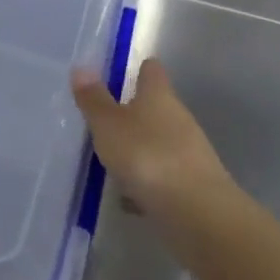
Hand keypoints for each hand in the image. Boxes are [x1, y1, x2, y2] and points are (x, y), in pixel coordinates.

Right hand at [72, 58, 239, 257]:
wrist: (197, 213)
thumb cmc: (147, 156)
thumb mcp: (109, 125)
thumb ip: (94, 99)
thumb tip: (82, 66)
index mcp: (159, 97)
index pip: (152, 72)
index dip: (140, 68)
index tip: (125, 70)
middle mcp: (178, 119)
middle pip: (156, 107)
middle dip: (133, 111)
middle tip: (103, 117)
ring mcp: (188, 153)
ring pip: (158, 142)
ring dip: (138, 147)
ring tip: (109, 158)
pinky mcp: (191, 185)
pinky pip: (162, 175)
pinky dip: (146, 180)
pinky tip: (127, 195)